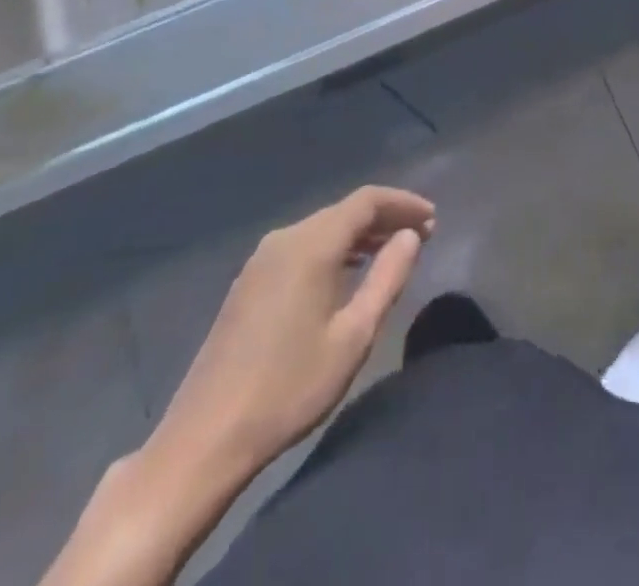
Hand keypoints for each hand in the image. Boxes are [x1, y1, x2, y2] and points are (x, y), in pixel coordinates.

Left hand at [143, 185, 434, 495]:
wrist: (204, 439)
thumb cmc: (289, 388)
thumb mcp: (353, 336)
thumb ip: (387, 277)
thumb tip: (411, 235)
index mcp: (311, 244)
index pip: (367, 200)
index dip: (403, 203)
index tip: (434, 218)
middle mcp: (285, 238)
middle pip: (345, 211)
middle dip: (386, 218)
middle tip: (423, 236)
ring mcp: (262, 260)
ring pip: (323, 228)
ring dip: (362, 234)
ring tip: (395, 251)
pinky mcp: (250, 282)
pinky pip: (304, 247)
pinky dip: (335, 249)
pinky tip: (350, 272)